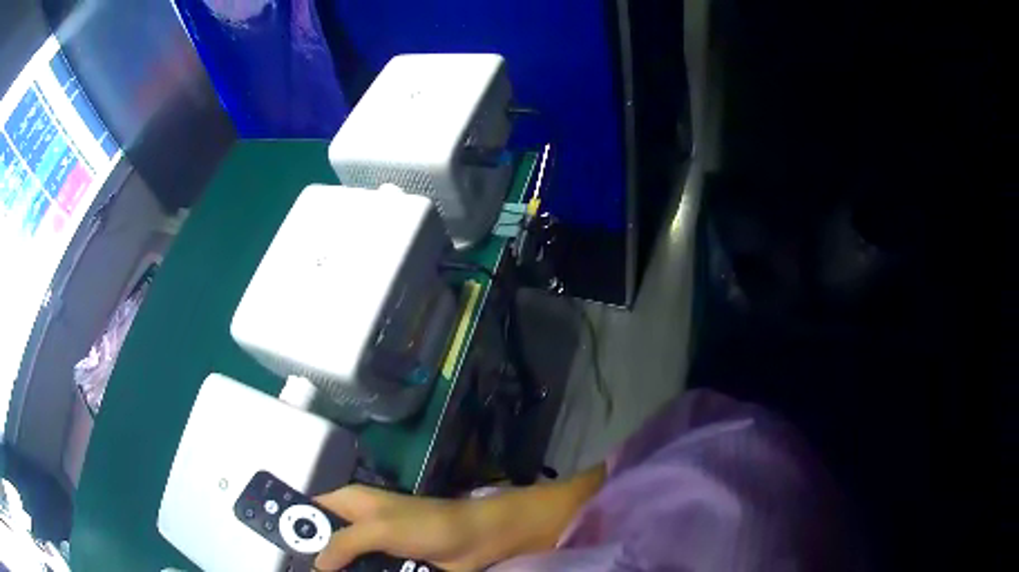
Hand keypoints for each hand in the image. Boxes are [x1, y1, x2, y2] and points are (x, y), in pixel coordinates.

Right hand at [313, 485, 481, 570]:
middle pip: (327, 540)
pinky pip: (367, 570)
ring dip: (341, 571)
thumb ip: (344, 543)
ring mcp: (376, 544)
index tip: (286, 549)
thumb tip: (316, 564)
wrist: (474, 540)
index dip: (297, 526)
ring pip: (346, 560)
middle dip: (319, 559)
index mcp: (351, 501)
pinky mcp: (391, 561)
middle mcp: (359, 521)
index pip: (312, 509)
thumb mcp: (379, 530)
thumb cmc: (425, 526)